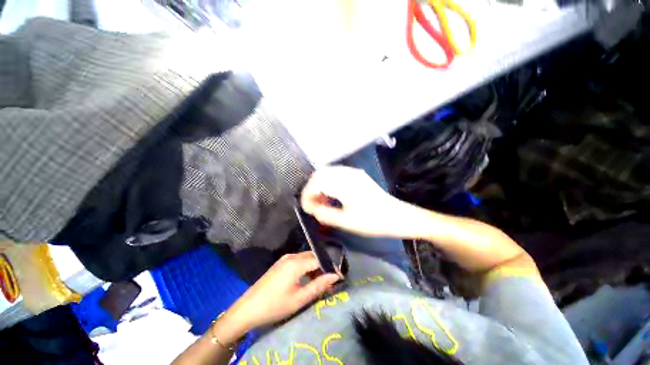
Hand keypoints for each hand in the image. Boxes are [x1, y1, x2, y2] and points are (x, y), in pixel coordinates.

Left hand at [224, 252, 338, 333]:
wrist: (247, 309)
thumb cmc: (274, 306)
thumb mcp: (299, 299)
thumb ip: (318, 285)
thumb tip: (335, 276)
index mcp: (296, 263)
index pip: (319, 259)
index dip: (330, 266)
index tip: (338, 276)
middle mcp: (291, 256)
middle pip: (313, 256)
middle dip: (323, 266)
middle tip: (331, 279)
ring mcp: (285, 258)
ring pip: (306, 257)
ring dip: (315, 266)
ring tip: (321, 280)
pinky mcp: (281, 263)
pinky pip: (298, 260)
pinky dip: (306, 267)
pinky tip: (308, 278)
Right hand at [300, 165, 418, 236]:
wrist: (398, 216)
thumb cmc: (373, 221)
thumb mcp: (346, 222)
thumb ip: (325, 214)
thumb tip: (311, 208)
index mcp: (344, 184)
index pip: (316, 183)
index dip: (307, 194)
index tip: (305, 208)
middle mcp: (347, 173)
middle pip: (320, 174)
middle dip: (311, 189)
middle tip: (312, 205)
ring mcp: (353, 172)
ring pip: (327, 173)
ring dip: (320, 186)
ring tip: (320, 201)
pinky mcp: (357, 175)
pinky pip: (336, 175)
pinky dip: (328, 184)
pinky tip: (331, 196)